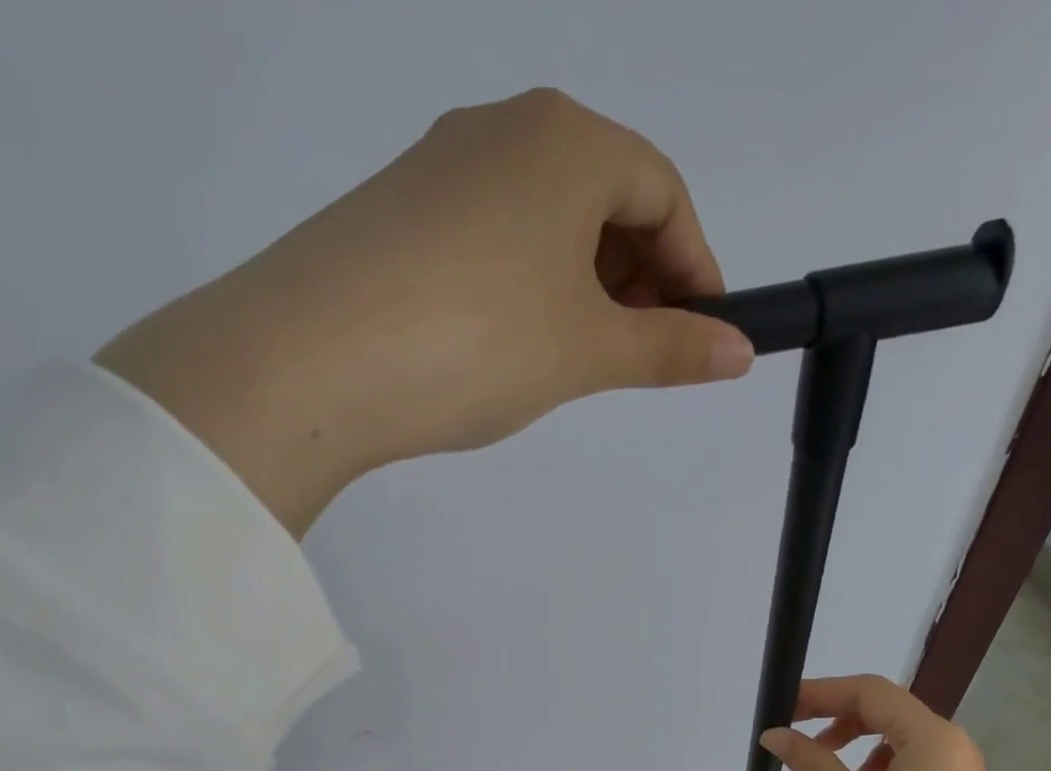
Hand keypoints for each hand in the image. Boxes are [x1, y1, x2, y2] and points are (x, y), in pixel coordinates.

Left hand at [95, 88, 753, 537]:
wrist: (313, 359)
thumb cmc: (479, 339)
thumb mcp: (587, 351)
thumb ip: (669, 350)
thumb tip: (737, 354)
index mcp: (567, 140)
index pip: (664, 193)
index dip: (696, 269)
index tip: (705, 335)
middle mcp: (503, 130)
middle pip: (603, 199)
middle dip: (638, 279)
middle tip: (641, 354)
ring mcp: (440, 168)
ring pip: (543, 223)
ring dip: (580, 287)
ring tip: (578, 360)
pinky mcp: (396, 214)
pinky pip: (489, 241)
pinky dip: (524, 288)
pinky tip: (511, 344)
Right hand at [761, 675, 1050, 770]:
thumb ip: (812, 763)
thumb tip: (772, 735)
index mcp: (930, 734)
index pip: (869, 691)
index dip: (821, 692)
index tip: (782, 706)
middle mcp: (948, 741)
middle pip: (884, 708)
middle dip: (835, 713)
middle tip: (792, 731)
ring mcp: (955, 768)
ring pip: (896, 734)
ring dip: (854, 737)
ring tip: (820, 761)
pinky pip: (909, 759)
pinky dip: (875, 761)